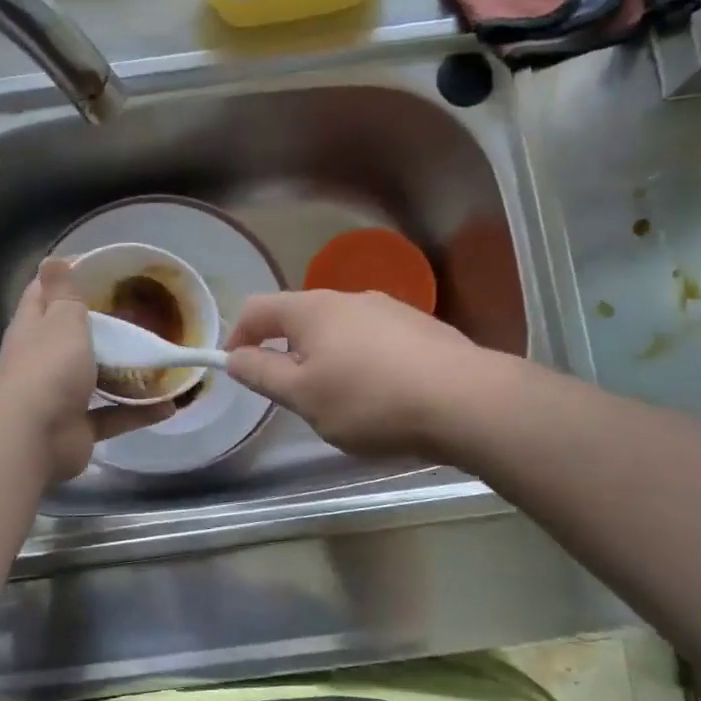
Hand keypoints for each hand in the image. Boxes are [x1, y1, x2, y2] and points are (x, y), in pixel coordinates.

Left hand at [0, 258, 174, 482]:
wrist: (33, 439)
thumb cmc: (48, 369)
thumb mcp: (61, 319)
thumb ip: (64, 292)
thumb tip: (52, 259)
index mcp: (34, 327)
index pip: (44, 293)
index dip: (68, 277)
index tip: (104, 268)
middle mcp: (44, 359)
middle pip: (73, 336)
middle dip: (105, 325)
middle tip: (144, 312)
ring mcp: (61, 395)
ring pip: (96, 377)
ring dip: (125, 371)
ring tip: (160, 357)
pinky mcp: (79, 427)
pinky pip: (114, 415)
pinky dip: (140, 412)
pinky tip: (170, 404)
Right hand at [225, 289, 504, 460]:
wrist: (466, 402)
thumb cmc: (370, 401)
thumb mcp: (303, 396)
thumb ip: (262, 374)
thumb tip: (234, 357)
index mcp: (312, 310)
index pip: (257, 309)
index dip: (237, 336)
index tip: (236, 368)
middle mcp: (348, 298)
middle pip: (299, 317)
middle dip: (284, 350)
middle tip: (290, 393)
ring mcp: (389, 309)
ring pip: (338, 330)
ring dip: (324, 357)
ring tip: (339, 399)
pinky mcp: (420, 327)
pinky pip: (372, 340)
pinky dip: (360, 361)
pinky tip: (380, 394)